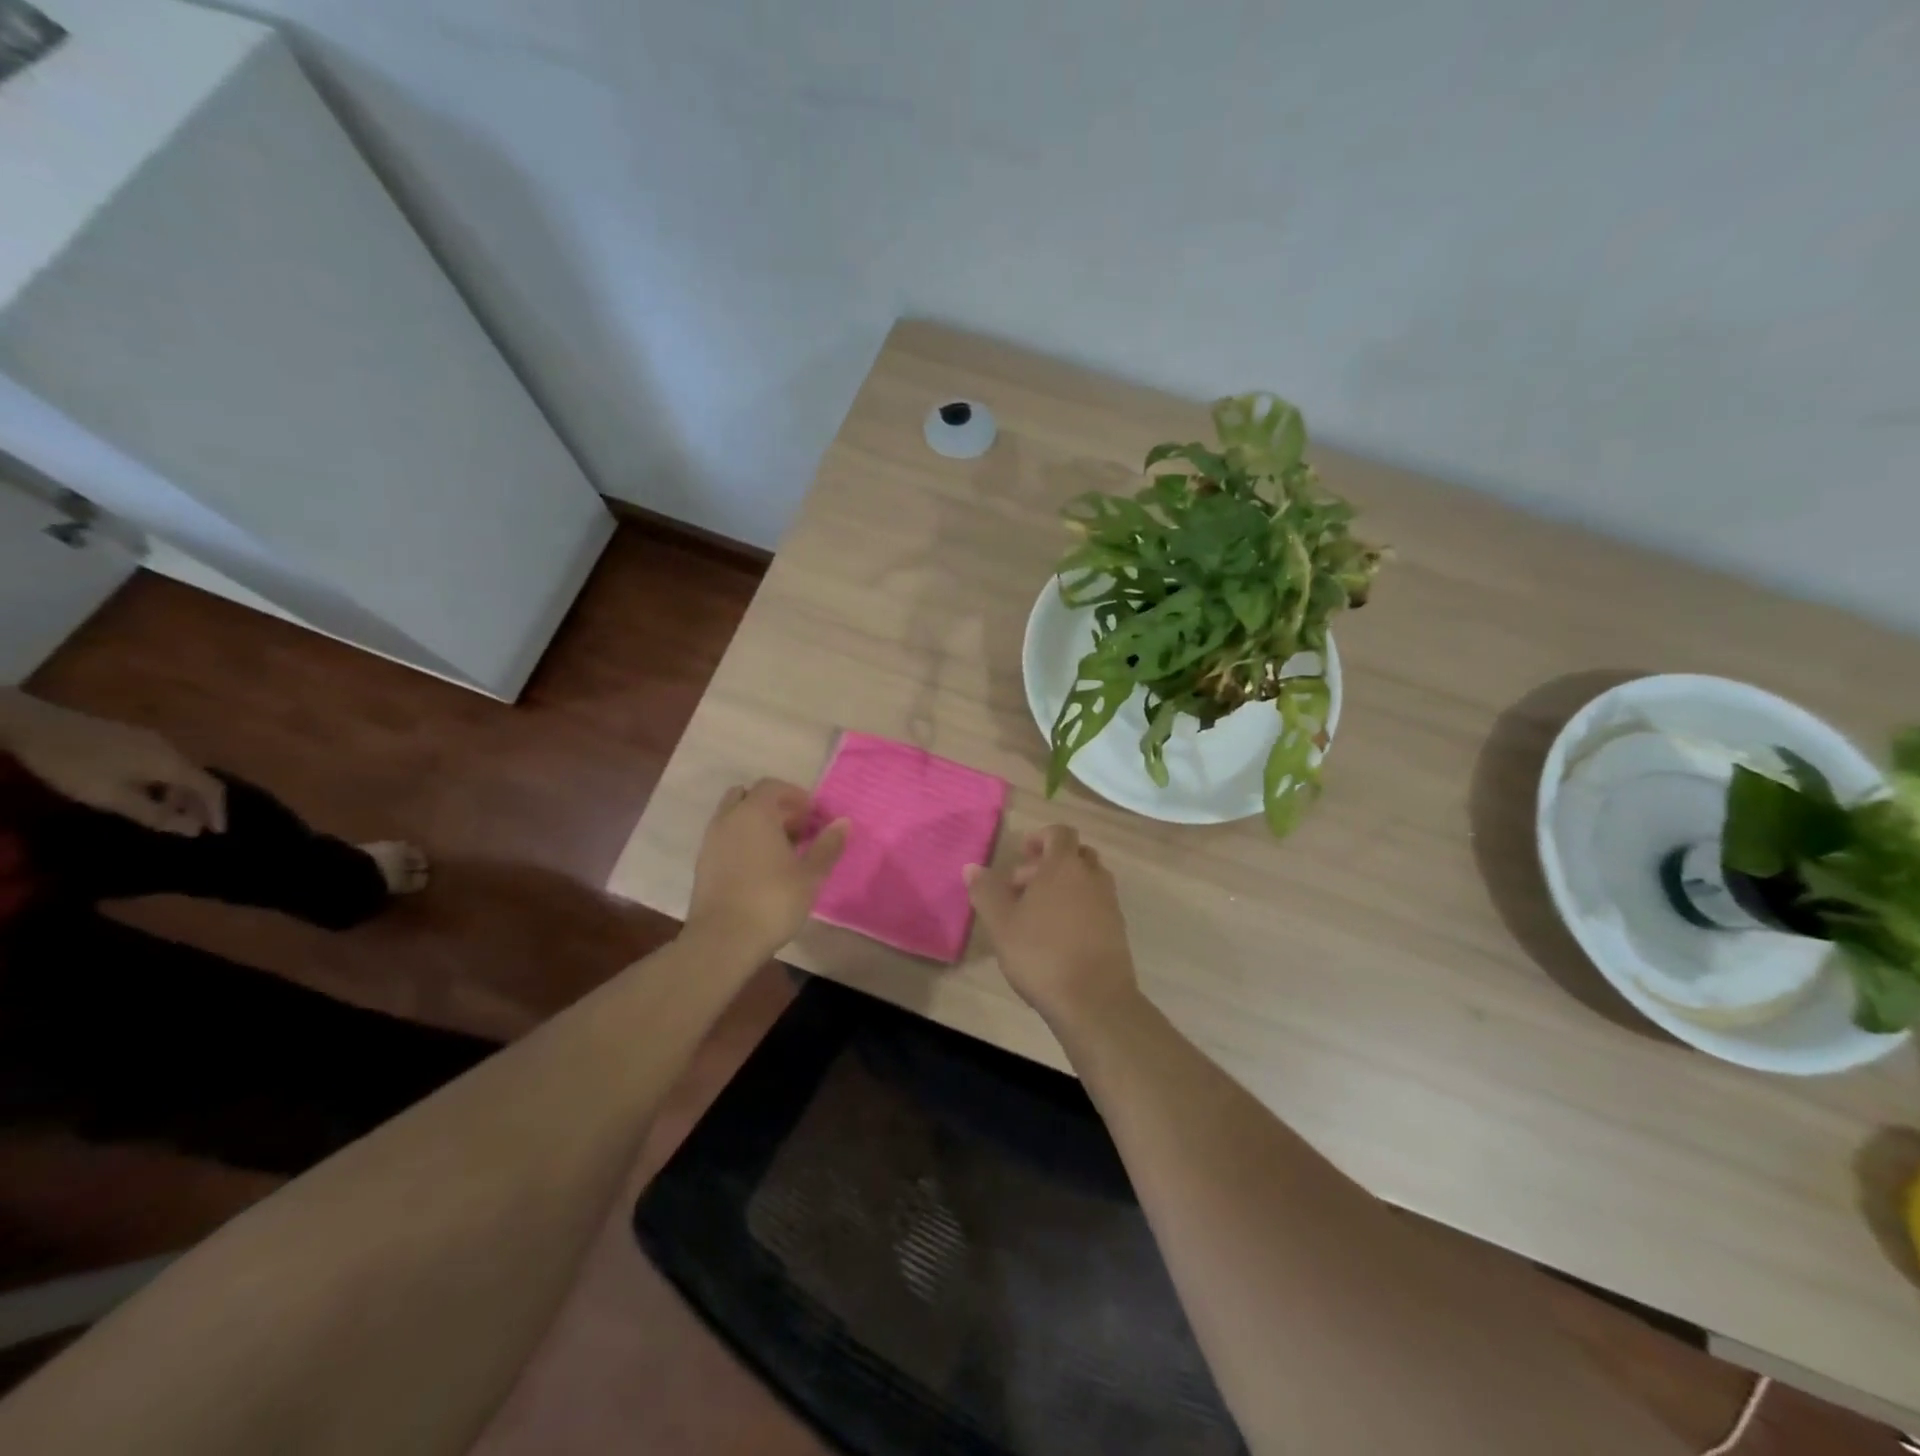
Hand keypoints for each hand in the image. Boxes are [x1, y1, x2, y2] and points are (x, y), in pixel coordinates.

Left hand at [0, 692, 224, 835]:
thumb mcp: (111, 797)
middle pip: (198, 779)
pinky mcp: (136, 737)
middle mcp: (173, 750)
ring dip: (178, 793)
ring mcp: (154, 741)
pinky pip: (164, 763)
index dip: (217, 811)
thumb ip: (153, 814)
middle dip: (198, 804)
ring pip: (180, 771)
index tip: (216, 832)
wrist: (36, 724)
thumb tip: (193, 830)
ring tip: (163, 811)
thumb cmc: (76, 765)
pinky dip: (165, 781)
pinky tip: (144, 789)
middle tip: (189, 824)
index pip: (212, 789)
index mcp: (173, 765)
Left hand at [685, 778, 846, 957]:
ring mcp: (711, 840)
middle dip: (774, 807)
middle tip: (798, 830)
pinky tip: (760, 868)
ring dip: (756, 824)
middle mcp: (728, 819)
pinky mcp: (702, 863)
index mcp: (754, 813)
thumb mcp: (810, 875)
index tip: (814, 817)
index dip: (796, 796)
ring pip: (734, 817)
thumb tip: (843, 822)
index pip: (772, 786)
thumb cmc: (772, 900)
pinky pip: (725, 838)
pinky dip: (742, 841)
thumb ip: (827, 845)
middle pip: (749, 797)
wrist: (723, 940)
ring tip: (780, 850)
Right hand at [966, 825, 1138, 1026]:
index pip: (1059, 833)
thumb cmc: (1041, 954)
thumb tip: (972, 868)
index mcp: (1064, 866)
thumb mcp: (1001, 923)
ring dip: (1064, 887)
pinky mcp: (1117, 929)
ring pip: (1087, 880)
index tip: (1022, 854)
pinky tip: (1057, 937)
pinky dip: (1078, 908)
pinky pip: (1096, 904)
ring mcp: (1109, 903)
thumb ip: (986, 891)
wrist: (1095, 1000)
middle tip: (1022, 889)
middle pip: (1076, 855)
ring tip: (1036, 915)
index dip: (1040, 838)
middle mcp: (1092, 877)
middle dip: (1049, 864)